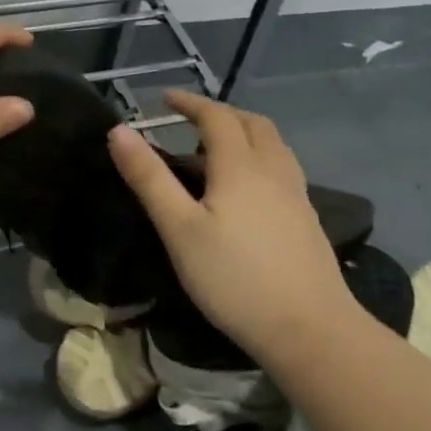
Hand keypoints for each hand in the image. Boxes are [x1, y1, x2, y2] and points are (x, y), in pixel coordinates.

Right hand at [108, 91, 356, 365]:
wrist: (311, 331)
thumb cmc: (235, 279)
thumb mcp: (179, 229)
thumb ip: (149, 178)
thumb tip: (119, 130)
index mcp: (240, 165)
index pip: (215, 116)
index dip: (190, 102)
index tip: (165, 99)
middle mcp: (273, 169)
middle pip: (252, 123)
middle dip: (220, 113)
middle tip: (192, 121)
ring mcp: (296, 194)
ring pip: (273, 144)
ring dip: (245, 132)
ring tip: (219, 150)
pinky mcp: (308, 219)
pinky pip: (282, 167)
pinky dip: (261, 157)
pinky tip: (249, 188)